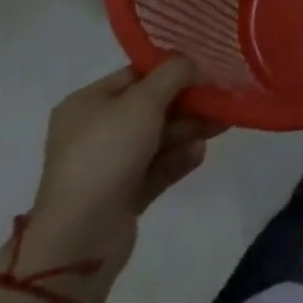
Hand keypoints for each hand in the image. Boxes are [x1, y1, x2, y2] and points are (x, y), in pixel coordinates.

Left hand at [19, 61, 225, 301]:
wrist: (80, 238)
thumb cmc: (106, 154)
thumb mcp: (143, 101)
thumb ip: (174, 74)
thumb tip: (194, 64)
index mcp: (87, 103)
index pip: (135, 76)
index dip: (171, 71)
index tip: (205, 72)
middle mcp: (95, 131)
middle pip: (151, 107)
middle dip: (187, 103)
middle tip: (222, 100)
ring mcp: (108, 166)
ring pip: (157, 138)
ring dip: (189, 130)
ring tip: (222, 125)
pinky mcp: (123, 195)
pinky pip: (157, 168)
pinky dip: (178, 158)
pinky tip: (199, 153)